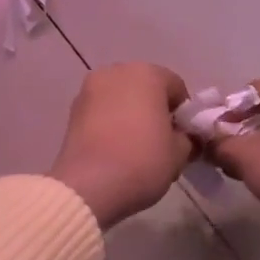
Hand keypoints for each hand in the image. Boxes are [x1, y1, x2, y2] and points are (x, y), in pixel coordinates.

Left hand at [50, 63, 196, 229]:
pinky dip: (110, 125)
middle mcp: (115, 72)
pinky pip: (101, 113)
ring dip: (130, 117)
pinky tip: (114, 151)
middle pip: (145, 89)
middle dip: (154, 111)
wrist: (88, 186)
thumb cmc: (142, 162)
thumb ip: (187, 139)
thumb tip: (184, 138)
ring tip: (134, 149)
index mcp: (147, 74)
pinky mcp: (72, 112)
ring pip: (120, 100)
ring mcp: (89, 90)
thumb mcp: (179, 154)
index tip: (182, 138)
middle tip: (160, 143)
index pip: (176, 87)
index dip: (183, 114)